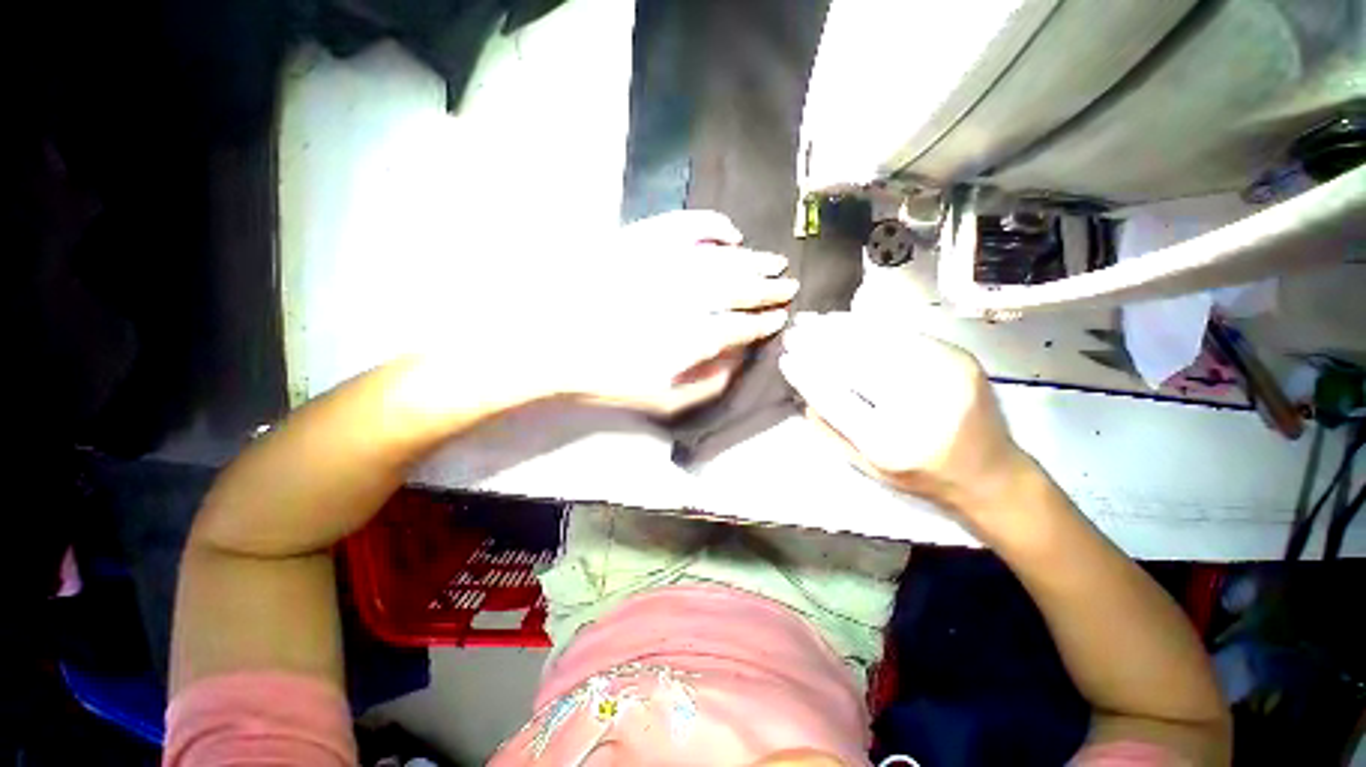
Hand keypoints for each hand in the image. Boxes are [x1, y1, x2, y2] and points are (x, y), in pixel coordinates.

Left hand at [547, 211, 796, 415]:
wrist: (552, 340)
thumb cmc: (607, 375)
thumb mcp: (662, 399)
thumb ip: (708, 381)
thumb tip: (738, 357)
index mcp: (688, 337)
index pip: (740, 326)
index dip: (763, 323)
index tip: (780, 319)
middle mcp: (683, 295)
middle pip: (738, 287)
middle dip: (768, 289)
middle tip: (788, 286)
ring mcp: (663, 263)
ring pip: (722, 258)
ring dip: (752, 261)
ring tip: (773, 262)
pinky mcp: (642, 240)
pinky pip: (687, 225)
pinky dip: (713, 226)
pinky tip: (731, 232)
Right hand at [778, 312, 1030, 513]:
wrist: (991, 473)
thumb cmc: (920, 475)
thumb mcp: (866, 466)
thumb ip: (830, 430)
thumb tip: (804, 391)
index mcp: (890, 445)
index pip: (835, 399)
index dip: (807, 375)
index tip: (785, 358)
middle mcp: (920, 409)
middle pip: (857, 365)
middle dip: (818, 344)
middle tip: (794, 331)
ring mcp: (946, 378)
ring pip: (879, 342)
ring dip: (840, 328)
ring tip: (813, 319)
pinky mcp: (960, 359)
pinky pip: (904, 334)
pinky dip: (870, 325)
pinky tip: (846, 320)